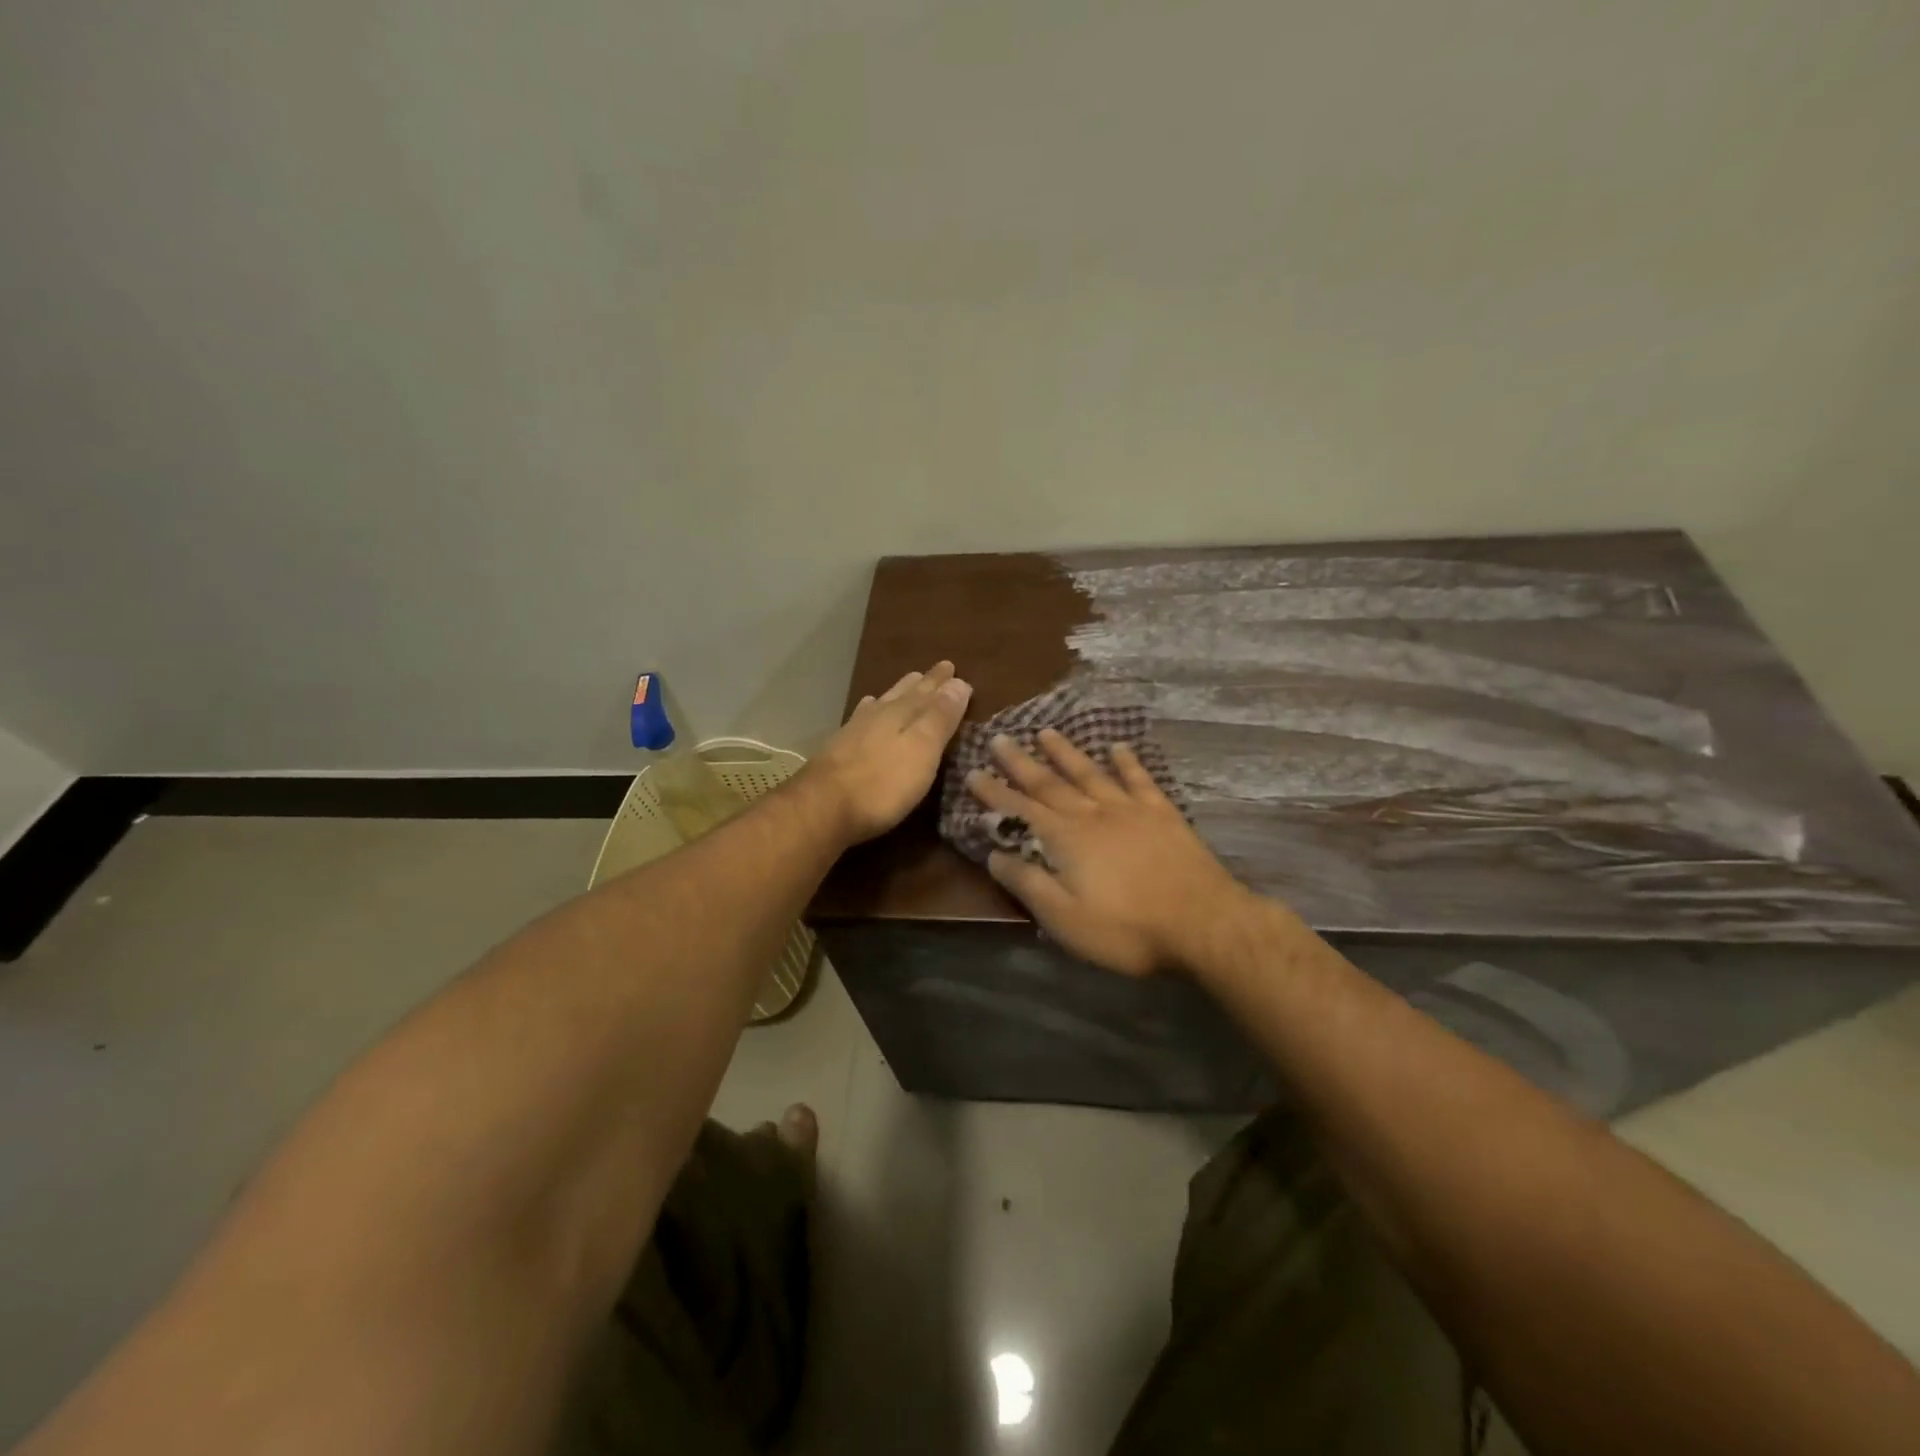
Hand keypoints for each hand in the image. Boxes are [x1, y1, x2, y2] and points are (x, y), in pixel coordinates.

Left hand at [806, 661, 972, 844]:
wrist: (822, 808)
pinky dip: (869, 710)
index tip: (953, 668)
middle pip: (904, 694)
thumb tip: (958, 682)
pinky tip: (865, 710)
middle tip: (934, 671)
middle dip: (922, 684)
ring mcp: (854, 731)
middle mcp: (878, 716)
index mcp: (901, 714)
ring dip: (896, 694)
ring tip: (907, 683)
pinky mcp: (837, 749)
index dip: (942, 684)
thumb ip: (940, 717)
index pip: (928, 692)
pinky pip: (860, 718)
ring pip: (881, 703)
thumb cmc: (882, 783)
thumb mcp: (922, 750)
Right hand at [967, 730, 1250, 975]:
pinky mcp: (1162, 813)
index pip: (1020, 809)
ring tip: (1046, 732)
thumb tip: (994, 854)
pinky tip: (1117, 747)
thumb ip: (1028, 883)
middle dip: (1021, 762)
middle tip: (1000, 738)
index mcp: (1066, 839)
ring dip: (1066, 753)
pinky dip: (1126, 762)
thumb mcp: (1065, 918)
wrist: (1203, 923)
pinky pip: (1139, 779)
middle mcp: (1093, 814)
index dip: (994, 792)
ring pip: (1090, 773)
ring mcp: (1130, 809)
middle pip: (1050, 783)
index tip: (973, 771)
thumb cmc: (1127, 929)